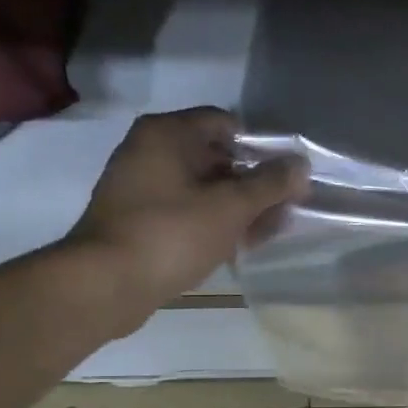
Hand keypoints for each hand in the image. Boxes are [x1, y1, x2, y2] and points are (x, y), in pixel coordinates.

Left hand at [64, 108, 307, 330]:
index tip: (286, 177)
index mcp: (167, 134)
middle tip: (286, 209)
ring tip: (271, 231)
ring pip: (205, 189)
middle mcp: (151, 151)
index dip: (262, 148)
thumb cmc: (172, 234)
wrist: (106, 284)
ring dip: (240, 207)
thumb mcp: (230, 207)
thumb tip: (301, 164)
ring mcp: (143, 187)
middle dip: (255, 184)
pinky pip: (189, 211)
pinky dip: (216, 223)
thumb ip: (270, 184)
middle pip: (217, 157)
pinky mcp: (142, 219)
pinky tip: (241, 245)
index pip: (226, 124)